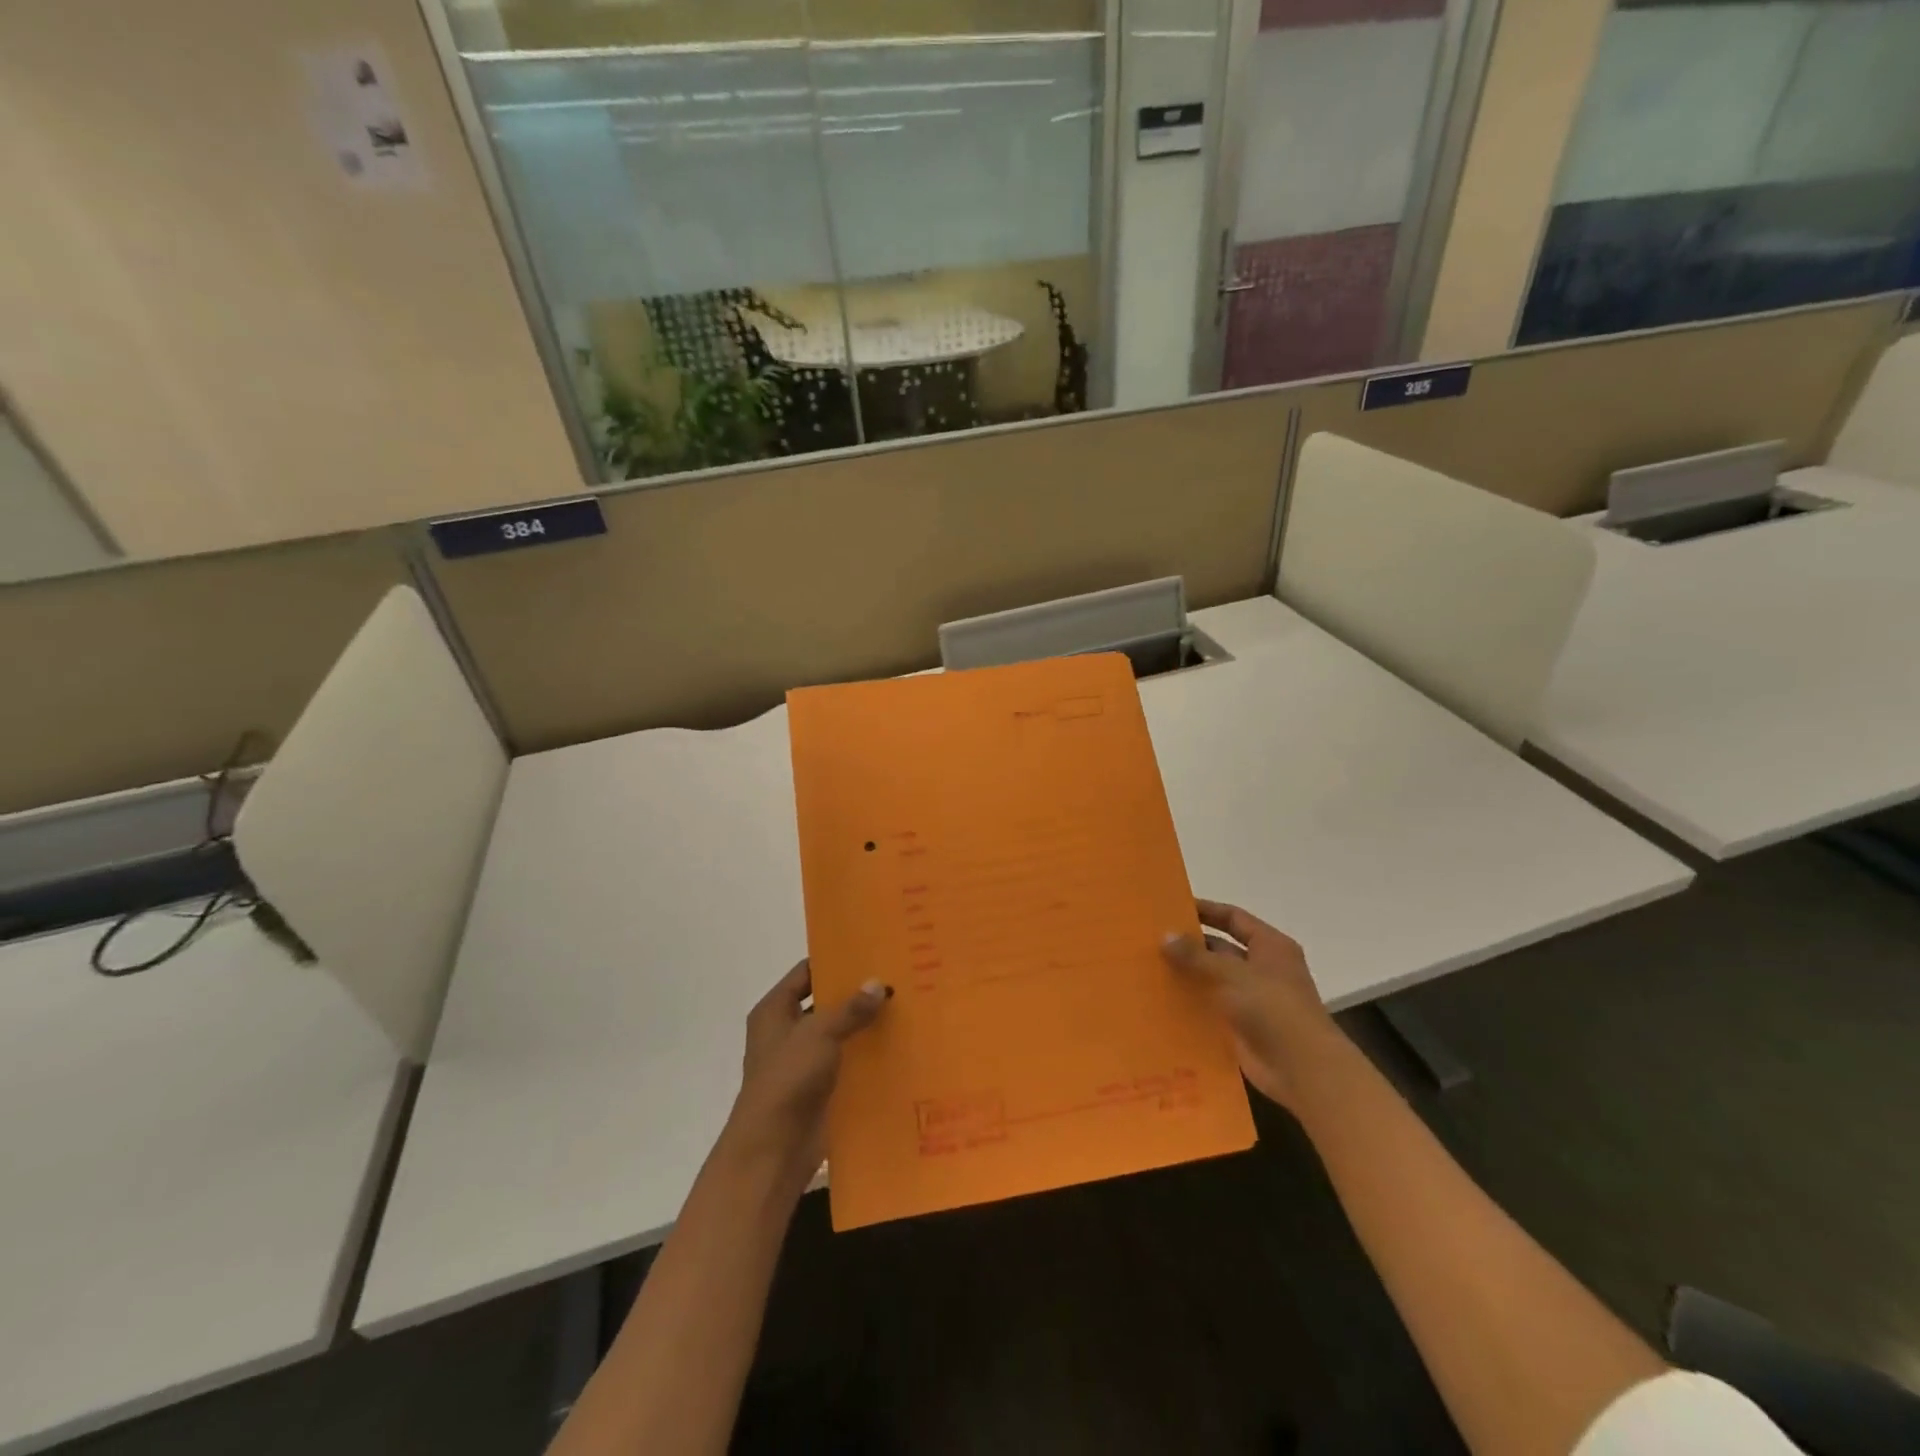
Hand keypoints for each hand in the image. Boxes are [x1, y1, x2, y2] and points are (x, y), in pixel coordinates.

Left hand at [722, 960, 890, 1196]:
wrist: (774, 1149)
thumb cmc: (787, 1079)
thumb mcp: (819, 1034)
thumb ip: (850, 1008)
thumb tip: (879, 983)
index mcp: (775, 1010)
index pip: (806, 973)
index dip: (834, 960)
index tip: (869, 949)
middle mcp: (787, 1031)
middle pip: (826, 1002)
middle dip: (857, 993)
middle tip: (896, 975)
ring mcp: (804, 1061)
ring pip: (840, 1033)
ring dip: (866, 1025)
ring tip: (906, 1005)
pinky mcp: (821, 1087)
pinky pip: (848, 1062)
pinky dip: (868, 1055)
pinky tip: (900, 1044)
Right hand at [1161, 900, 1335, 1110]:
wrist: (1302, 1069)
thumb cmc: (1274, 1008)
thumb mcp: (1233, 973)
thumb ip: (1197, 955)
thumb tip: (1165, 935)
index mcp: (1270, 946)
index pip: (1233, 918)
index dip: (1205, 910)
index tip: (1172, 906)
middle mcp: (1262, 968)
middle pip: (1221, 949)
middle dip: (1190, 945)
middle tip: (1151, 939)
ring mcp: (1252, 999)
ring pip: (1213, 979)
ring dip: (1187, 975)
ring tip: (1148, 967)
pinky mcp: (1241, 1026)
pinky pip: (1210, 1008)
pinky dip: (1190, 1004)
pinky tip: (1160, 1000)